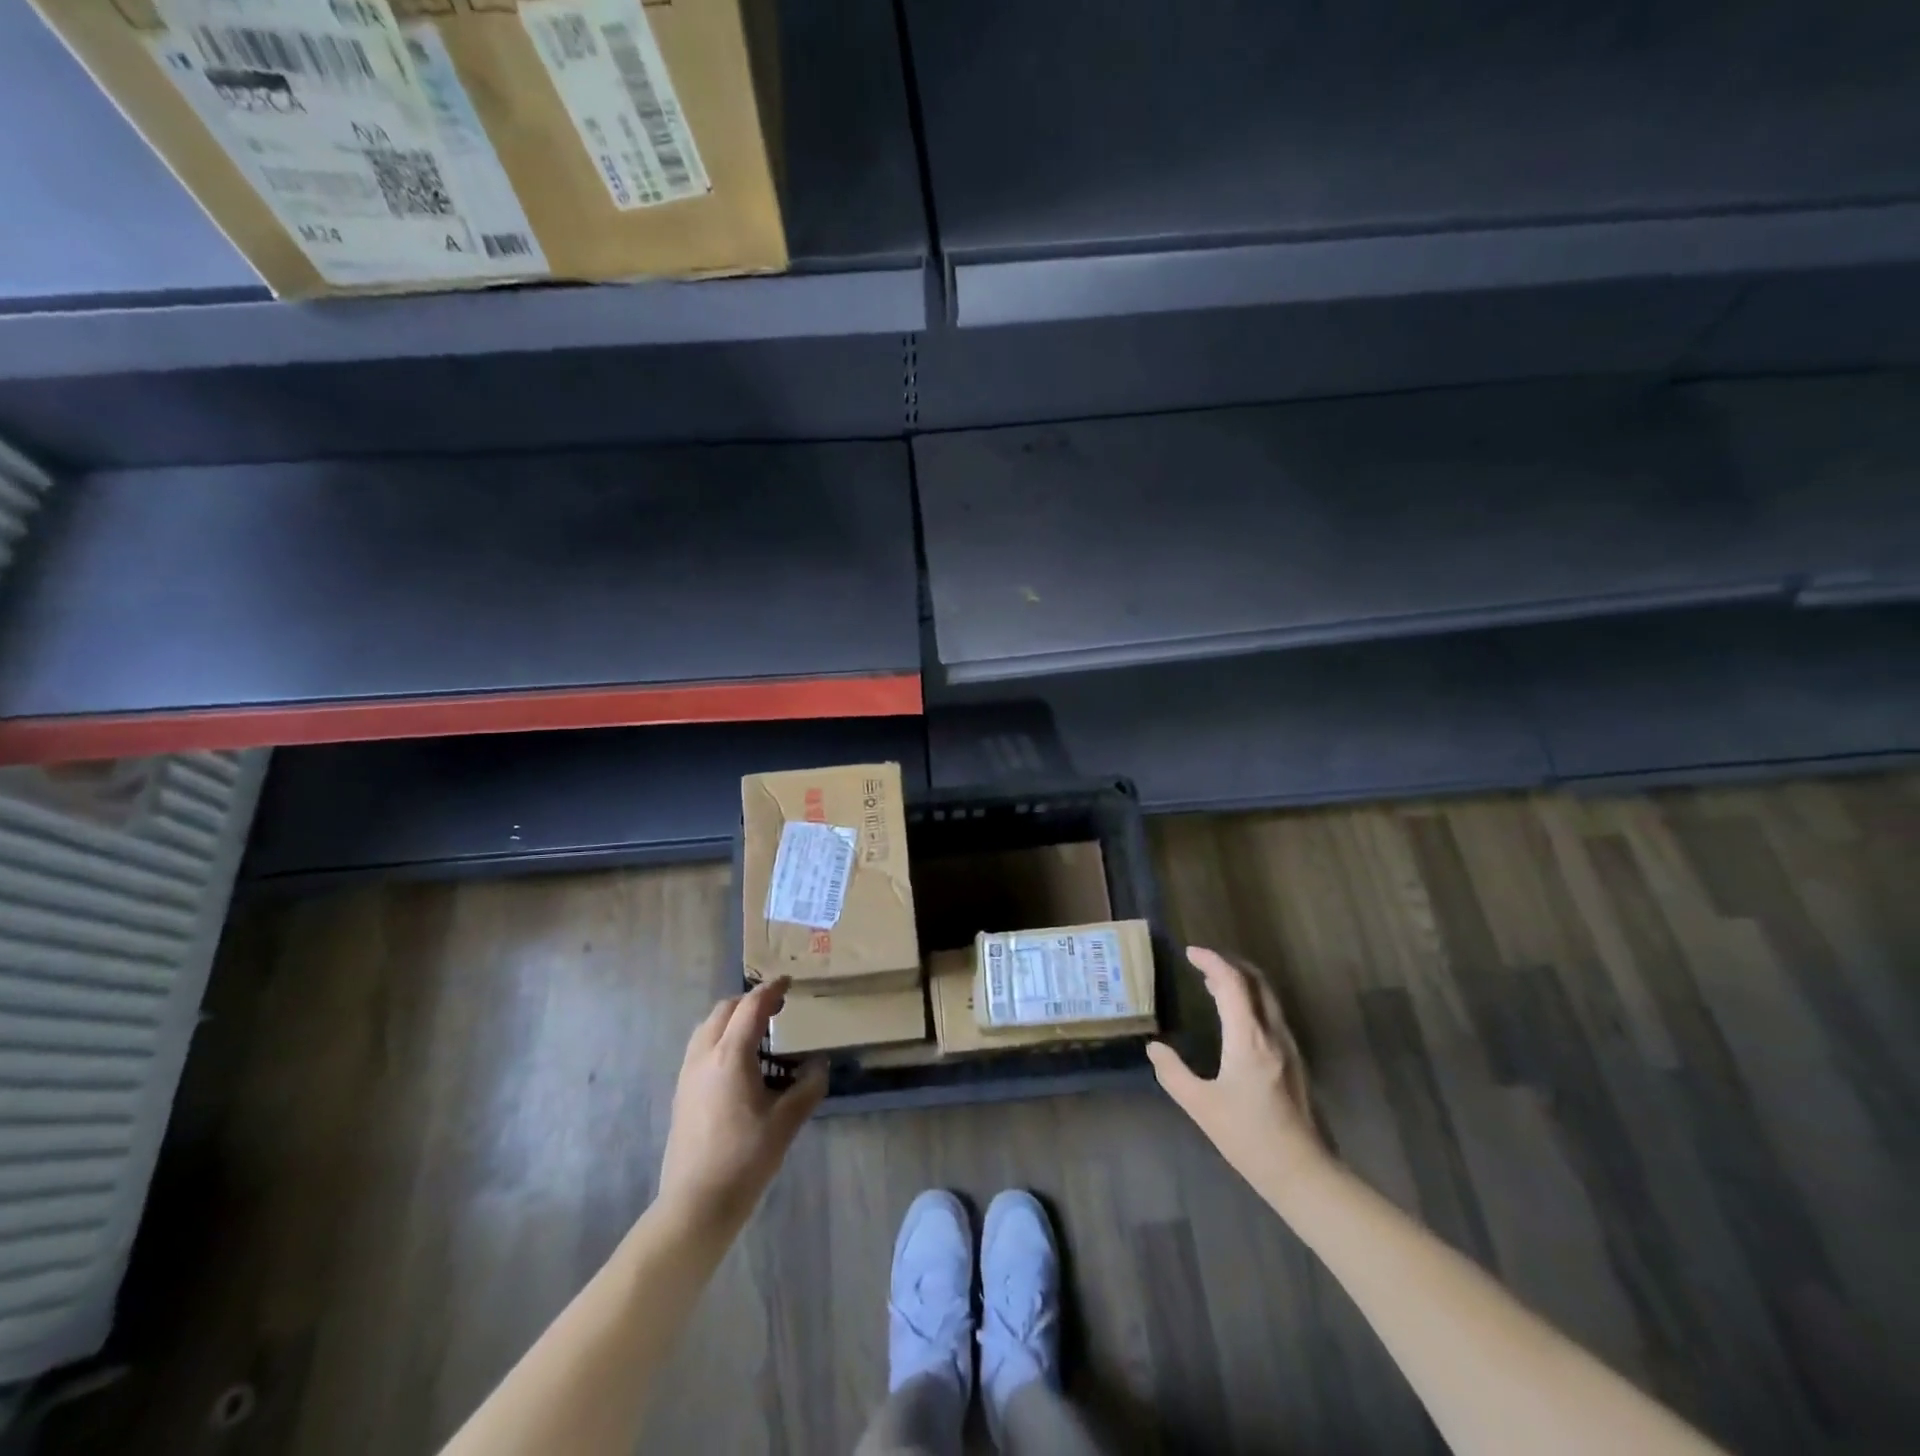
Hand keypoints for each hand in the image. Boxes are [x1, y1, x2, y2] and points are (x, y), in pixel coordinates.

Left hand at [657, 978, 826, 1230]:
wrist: (695, 1204)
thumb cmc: (745, 1158)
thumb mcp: (787, 1122)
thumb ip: (808, 1086)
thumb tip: (820, 1064)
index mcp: (730, 1055)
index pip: (751, 1006)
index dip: (771, 990)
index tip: (789, 982)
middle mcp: (704, 1055)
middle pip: (724, 1010)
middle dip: (750, 1001)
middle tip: (776, 1008)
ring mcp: (688, 1074)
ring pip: (707, 1028)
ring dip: (732, 1019)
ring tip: (758, 1034)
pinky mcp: (681, 1093)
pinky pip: (701, 1048)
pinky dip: (720, 1039)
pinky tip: (740, 1065)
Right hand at [1147, 947, 1323, 1193]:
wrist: (1303, 1173)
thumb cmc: (1249, 1138)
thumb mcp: (1201, 1106)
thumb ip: (1173, 1073)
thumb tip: (1154, 1048)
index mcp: (1249, 1039)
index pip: (1232, 983)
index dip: (1211, 962)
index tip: (1190, 952)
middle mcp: (1272, 1034)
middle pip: (1256, 981)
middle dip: (1229, 964)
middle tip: (1202, 961)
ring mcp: (1288, 1047)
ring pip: (1267, 997)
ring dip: (1241, 981)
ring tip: (1213, 983)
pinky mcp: (1294, 1061)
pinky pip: (1270, 1014)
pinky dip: (1250, 1000)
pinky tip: (1235, 1017)